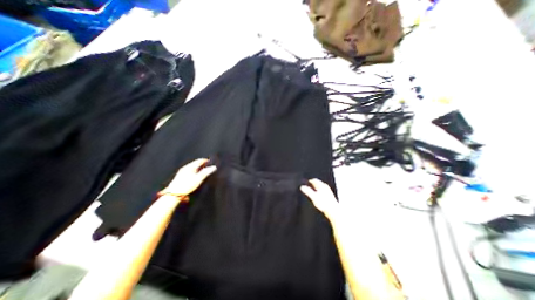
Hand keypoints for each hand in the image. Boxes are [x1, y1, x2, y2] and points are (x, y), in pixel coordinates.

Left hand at [161, 158, 216, 197]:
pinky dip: (193, 171)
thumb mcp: (199, 179)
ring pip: (191, 167)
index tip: (210, 162)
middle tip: (207, 166)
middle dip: (201, 164)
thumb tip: (214, 167)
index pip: (199, 160)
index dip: (205, 160)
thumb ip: (206, 172)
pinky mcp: (179, 176)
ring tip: (202, 171)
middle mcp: (185, 167)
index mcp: (190, 166)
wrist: (174, 193)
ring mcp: (181, 171)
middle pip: (195, 163)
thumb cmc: (187, 185)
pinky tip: (194, 175)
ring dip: (197, 167)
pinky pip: (188, 170)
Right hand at [300, 179, 337, 221]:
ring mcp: (329, 191)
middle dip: (313, 184)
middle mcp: (326, 187)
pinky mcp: (330, 196)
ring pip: (321, 187)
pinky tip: (318, 196)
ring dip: (316, 187)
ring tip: (313, 190)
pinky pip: (323, 191)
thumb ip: (308, 191)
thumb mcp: (314, 197)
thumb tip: (302, 187)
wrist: (333, 211)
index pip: (315, 180)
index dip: (310, 181)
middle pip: (318, 183)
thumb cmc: (324, 204)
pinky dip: (320, 191)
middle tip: (309, 185)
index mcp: (322, 186)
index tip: (306, 182)